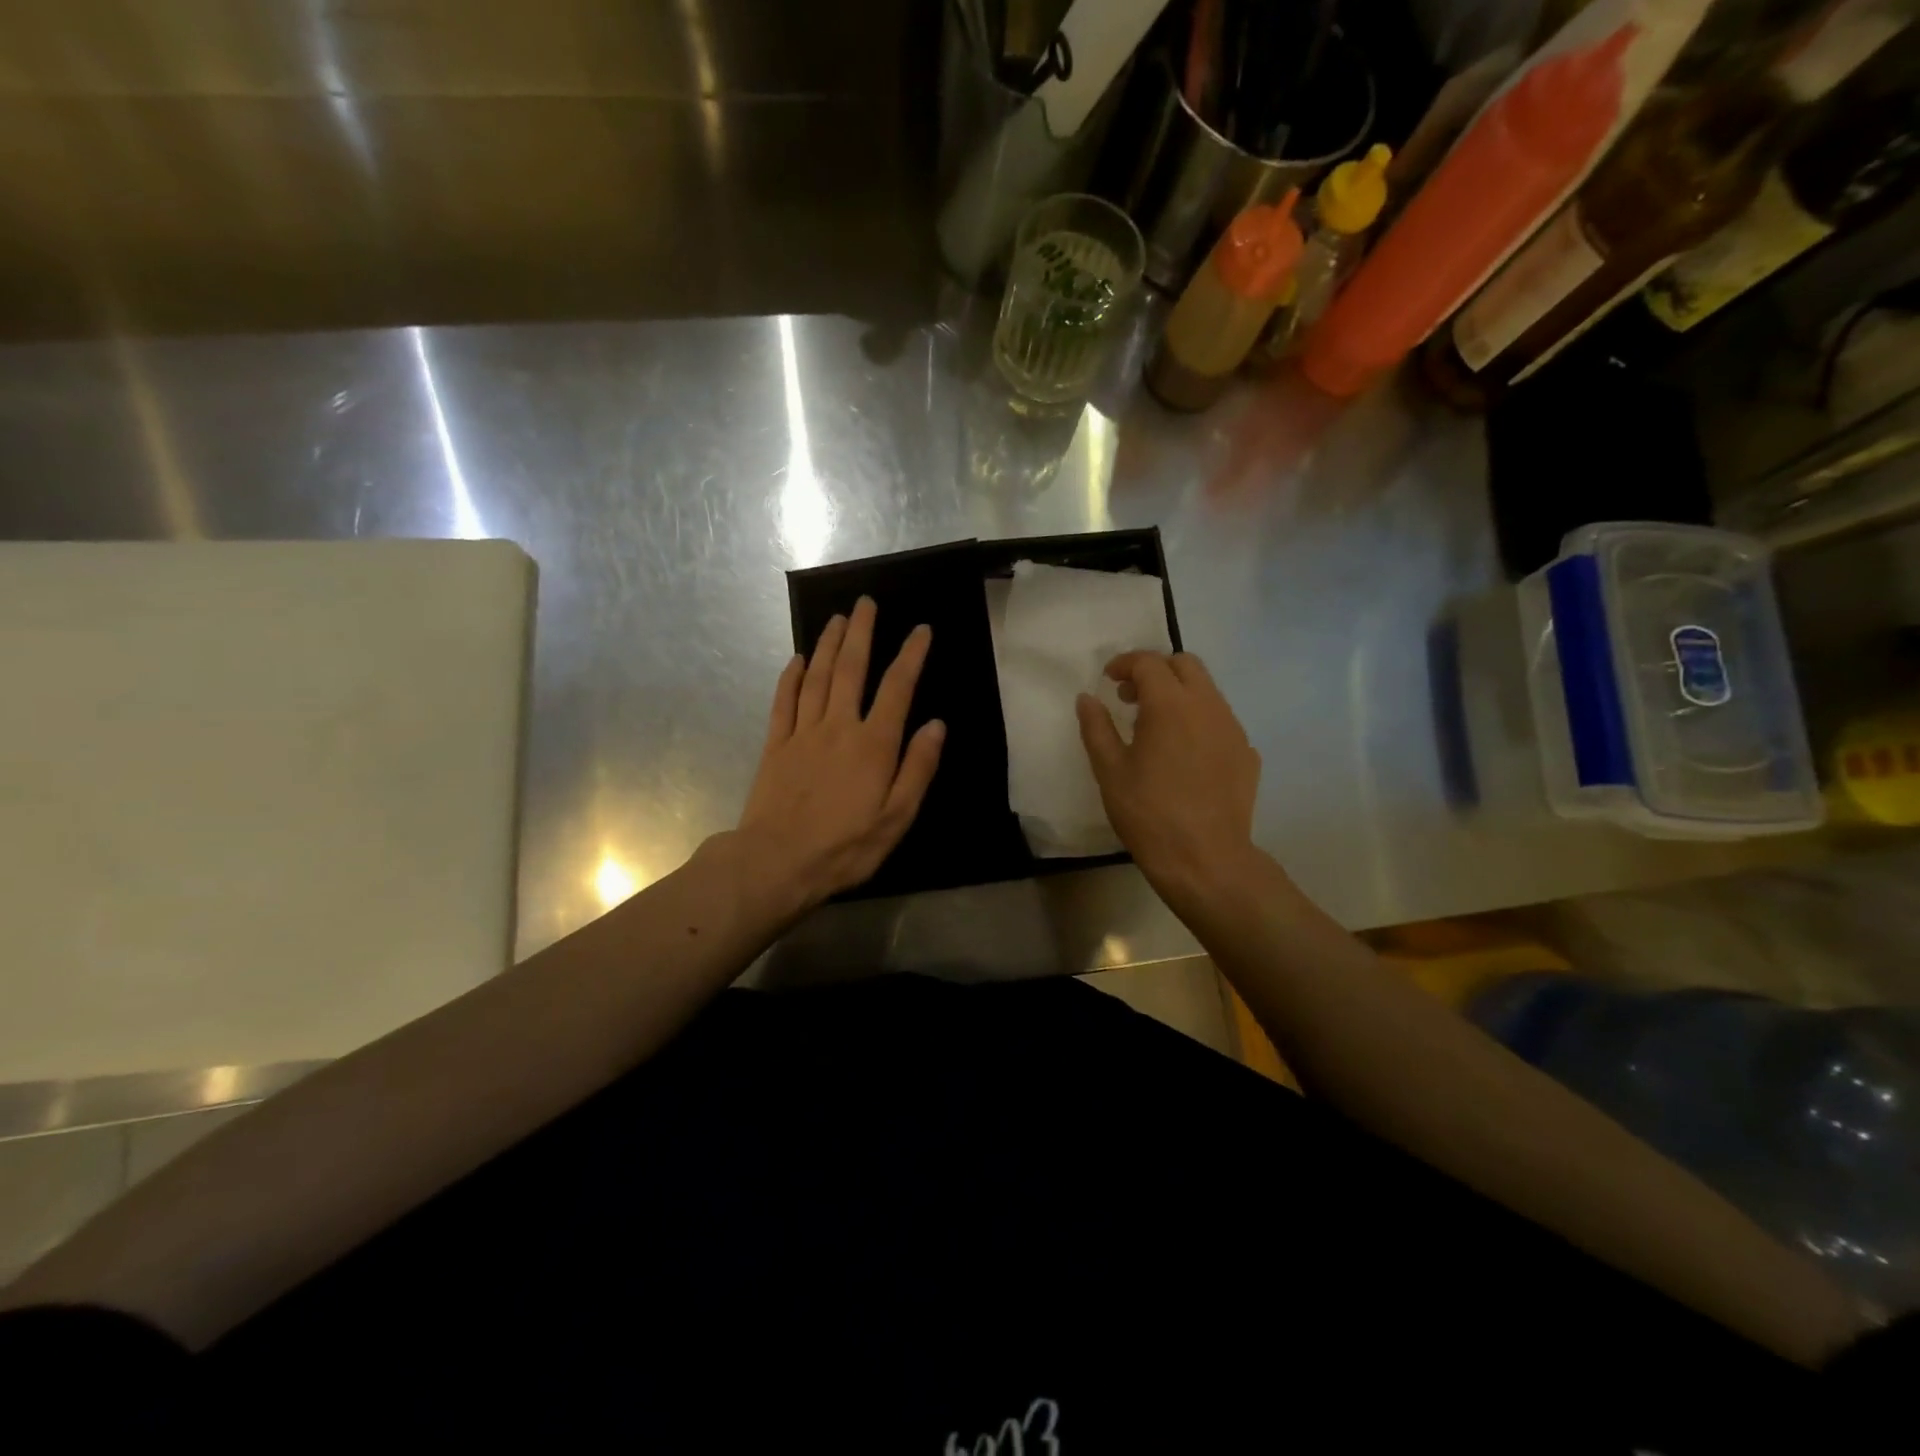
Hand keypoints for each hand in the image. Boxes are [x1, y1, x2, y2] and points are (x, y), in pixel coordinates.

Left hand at [734, 596, 944, 914]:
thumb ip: (918, 768)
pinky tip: (795, 660)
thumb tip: (936, 725)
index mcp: (873, 744)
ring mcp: (803, 733)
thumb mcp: (897, 818)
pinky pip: (784, 702)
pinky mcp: (776, 746)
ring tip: (835, 619)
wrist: (777, 862)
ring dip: (826, 645)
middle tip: (864, 602)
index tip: (921, 630)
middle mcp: (838, 727)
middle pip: (850, 669)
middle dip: (860, 633)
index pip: (897, 688)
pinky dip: (790, 678)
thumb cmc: (845, 846)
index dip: (910, 656)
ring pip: (816, 677)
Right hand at [1076, 651, 1260, 906]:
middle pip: (1186, 664)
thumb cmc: (1148, 813)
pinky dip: (1198, 720)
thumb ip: (1096, 727)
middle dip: (1156, 670)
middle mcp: (1208, 706)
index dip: (1125, 664)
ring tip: (1156, 727)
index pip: (1148, 663)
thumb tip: (1087, 698)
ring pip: (1207, 691)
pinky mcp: (1247, 753)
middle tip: (1132, 698)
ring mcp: (1233, 729)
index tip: (1108, 680)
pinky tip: (1184, 754)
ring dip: (1179, 694)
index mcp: (1170, 705)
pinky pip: (1221, 720)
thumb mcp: (1110, 770)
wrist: (1205, 859)